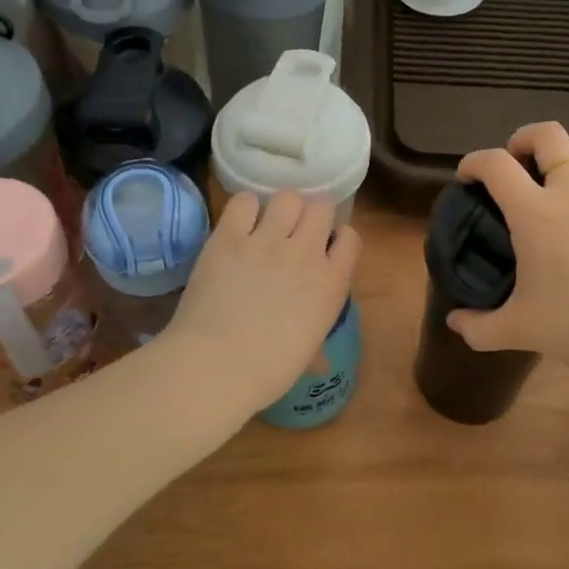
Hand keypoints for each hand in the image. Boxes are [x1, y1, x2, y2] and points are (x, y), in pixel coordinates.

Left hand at [165, 191, 361, 413]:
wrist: (218, 365)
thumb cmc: (270, 371)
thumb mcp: (307, 354)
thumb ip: (317, 340)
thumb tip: (319, 359)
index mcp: (332, 282)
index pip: (350, 237)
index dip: (336, 240)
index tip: (324, 250)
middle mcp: (305, 252)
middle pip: (321, 206)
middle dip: (311, 215)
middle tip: (295, 232)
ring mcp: (266, 240)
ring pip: (287, 197)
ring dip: (281, 208)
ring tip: (267, 225)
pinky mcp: (229, 236)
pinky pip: (244, 201)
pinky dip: (244, 209)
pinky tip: (239, 225)